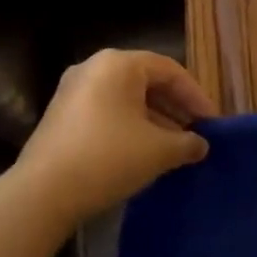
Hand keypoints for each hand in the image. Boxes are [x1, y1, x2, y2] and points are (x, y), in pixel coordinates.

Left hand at [13, 49, 215, 224]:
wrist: (43, 192)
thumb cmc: (108, 158)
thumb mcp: (158, 151)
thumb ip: (186, 143)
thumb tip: (200, 145)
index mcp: (118, 64)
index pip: (170, 70)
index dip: (196, 97)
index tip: (213, 124)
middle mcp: (93, 68)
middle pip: (146, 82)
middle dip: (175, 109)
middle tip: (195, 134)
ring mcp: (72, 91)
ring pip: (125, 99)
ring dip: (153, 120)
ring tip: (173, 148)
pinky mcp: (61, 116)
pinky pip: (106, 112)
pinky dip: (129, 127)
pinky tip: (142, 154)